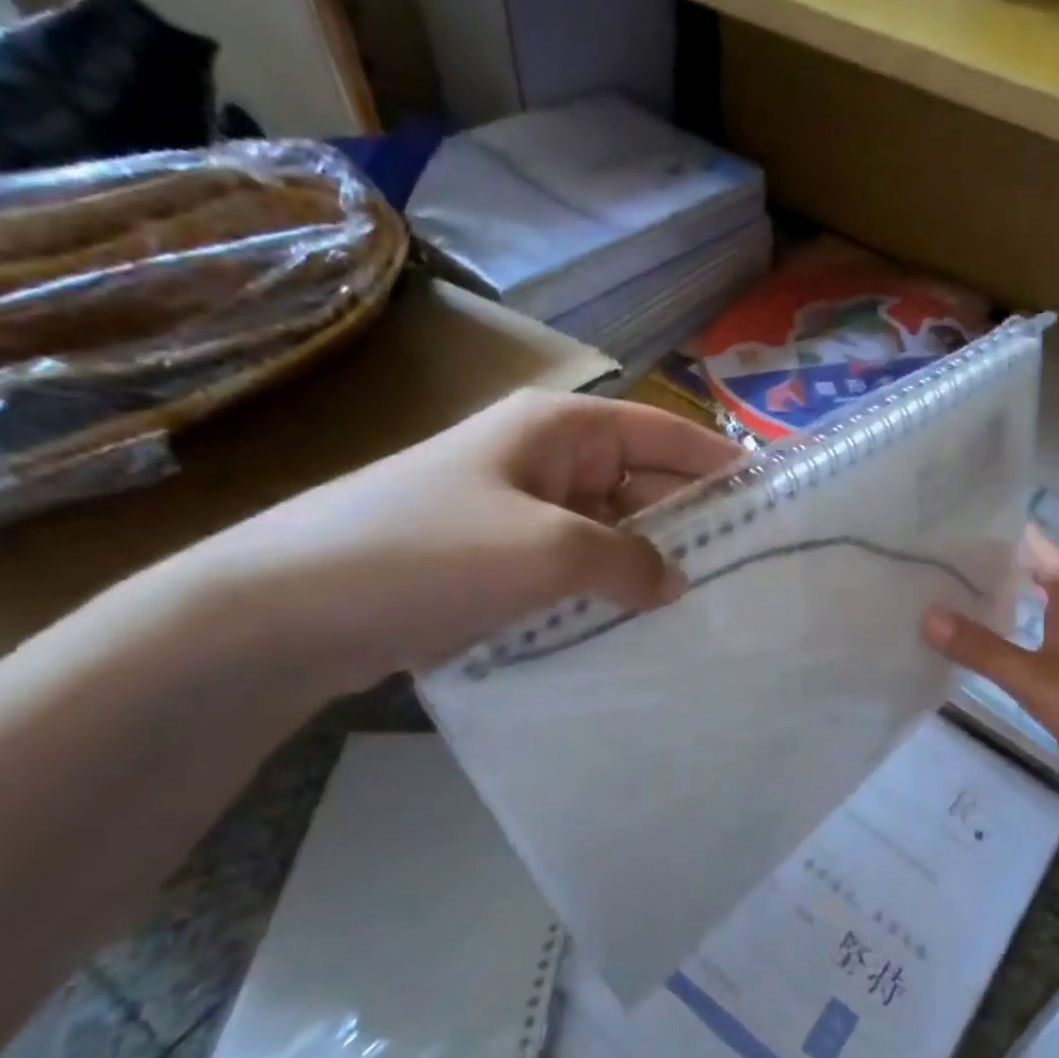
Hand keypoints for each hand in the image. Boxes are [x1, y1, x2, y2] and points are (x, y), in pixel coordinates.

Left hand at [182, 389, 742, 690]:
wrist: (283, 610)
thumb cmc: (426, 553)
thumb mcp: (548, 551)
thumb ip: (628, 560)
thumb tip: (672, 580)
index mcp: (561, 428)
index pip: (668, 434)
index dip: (723, 465)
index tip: (775, 503)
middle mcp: (544, 458)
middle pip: (641, 482)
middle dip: (690, 523)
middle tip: (746, 574)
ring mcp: (516, 510)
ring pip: (608, 531)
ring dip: (645, 566)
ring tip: (702, 611)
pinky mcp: (493, 559)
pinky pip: (570, 568)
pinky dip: (603, 592)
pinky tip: (633, 629)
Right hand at [922, 528, 1058, 827]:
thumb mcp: (1032, 678)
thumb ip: (982, 649)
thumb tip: (928, 614)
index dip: (1040, 545)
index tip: (1011, 522)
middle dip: (1031, 570)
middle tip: (988, 557)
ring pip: (1054, 624)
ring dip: (1029, 606)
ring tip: (988, 597)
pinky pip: (1048, 657)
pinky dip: (1027, 645)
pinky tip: (1006, 656)